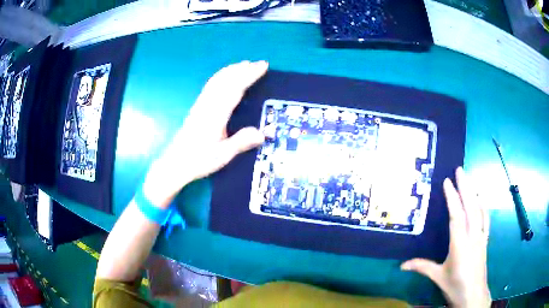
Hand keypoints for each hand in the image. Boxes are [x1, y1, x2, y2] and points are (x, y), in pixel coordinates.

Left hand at [142, 61, 267, 207]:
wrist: (175, 163)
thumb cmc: (198, 160)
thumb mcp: (222, 155)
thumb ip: (241, 142)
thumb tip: (263, 133)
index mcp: (216, 115)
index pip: (235, 88)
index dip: (249, 75)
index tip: (262, 66)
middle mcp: (208, 105)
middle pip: (226, 80)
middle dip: (243, 69)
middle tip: (259, 63)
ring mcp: (201, 104)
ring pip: (217, 80)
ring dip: (232, 70)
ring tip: (245, 64)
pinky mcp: (197, 107)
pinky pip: (210, 85)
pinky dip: (221, 76)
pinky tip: (225, 76)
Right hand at [401, 167, 490, 307]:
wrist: (474, 295)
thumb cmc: (455, 286)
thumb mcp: (438, 277)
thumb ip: (422, 267)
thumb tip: (401, 265)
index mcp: (460, 244)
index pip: (456, 216)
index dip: (452, 198)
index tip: (447, 182)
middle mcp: (472, 236)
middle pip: (470, 207)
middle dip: (465, 187)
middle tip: (460, 170)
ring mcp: (481, 237)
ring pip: (479, 210)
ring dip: (474, 192)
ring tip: (469, 179)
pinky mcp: (485, 240)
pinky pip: (485, 219)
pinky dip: (483, 206)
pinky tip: (481, 199)